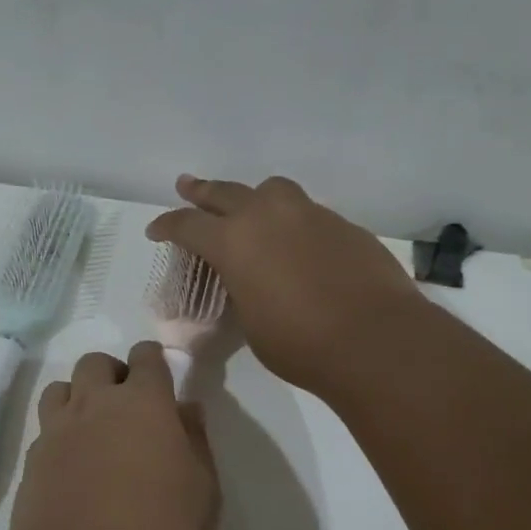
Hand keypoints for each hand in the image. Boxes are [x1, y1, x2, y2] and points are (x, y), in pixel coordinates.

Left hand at [5, 341, 219, 529]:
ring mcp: (57, 430)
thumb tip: (186, 408)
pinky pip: (46, 426)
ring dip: (80, 396)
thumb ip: (196, 441)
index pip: (146, 357)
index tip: (162, 380)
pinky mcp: (32, 460)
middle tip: (130, 409)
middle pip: (96, 363)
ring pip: (62, 387)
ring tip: (95, 430)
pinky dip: (61, 432)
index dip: (154, 361)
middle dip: (114, 374)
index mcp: (143, 403)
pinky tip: (73, 465)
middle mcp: (95, 404)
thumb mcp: (202, 492)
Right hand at [146, 174, 423, 395]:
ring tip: (250, 208)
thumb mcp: (251, 322)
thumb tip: (249, 282)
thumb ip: (243, 291)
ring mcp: (309, 215)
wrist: (374, 339)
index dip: (167, 226)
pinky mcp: (343, 225)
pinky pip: (307, 213)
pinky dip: (293, 222)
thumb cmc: (299, 343)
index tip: (156, 230)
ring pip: (272, 191)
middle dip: (201, 191)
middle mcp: (267, 216)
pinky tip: (298, 244)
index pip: (188, 225)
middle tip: (186, 186)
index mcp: (234, 242)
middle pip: (225, 192)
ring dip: (254, 198)